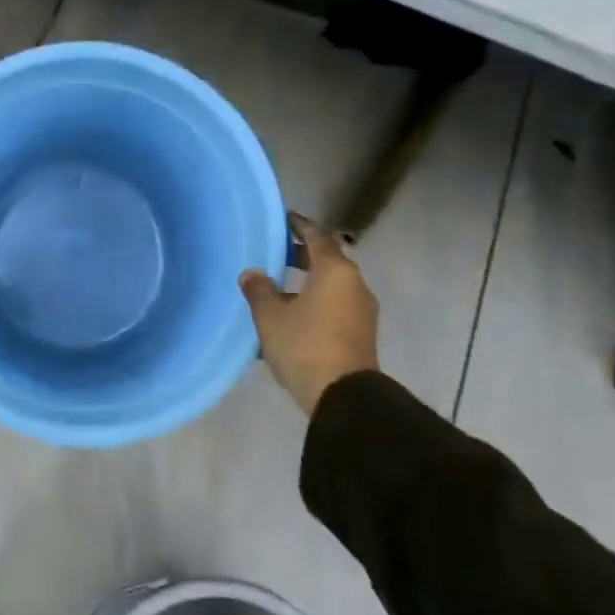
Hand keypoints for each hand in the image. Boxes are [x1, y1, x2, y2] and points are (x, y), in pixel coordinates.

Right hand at [240, 216, 379, 414]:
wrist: (344, 397)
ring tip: (281, 282)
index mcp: (335, 271)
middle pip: (328, 259)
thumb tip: (252, 273)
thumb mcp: (271, 316)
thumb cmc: (305, 345)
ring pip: (333, 283)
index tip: (284, 218)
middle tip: (276, 249)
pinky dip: (317, 298)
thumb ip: (259, 290)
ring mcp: (362, 310)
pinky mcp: (361, 332)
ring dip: (310, 278)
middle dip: (303, 252)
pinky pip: (336, 303)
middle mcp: (355, 284)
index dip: (299, 225)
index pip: (317, 236)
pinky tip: (294, 310)